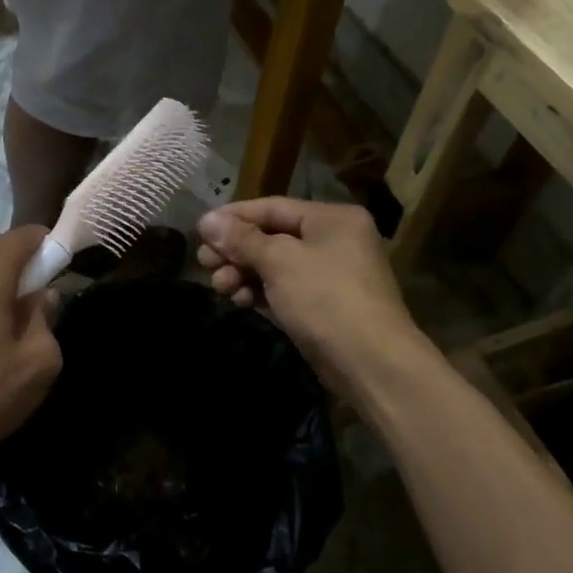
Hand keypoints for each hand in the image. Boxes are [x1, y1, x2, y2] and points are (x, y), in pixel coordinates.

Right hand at [196, 198, 424, 397]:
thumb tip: (206, 220)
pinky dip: (260, 292)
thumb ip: (241, 239)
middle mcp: (334, 240)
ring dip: (243, 273)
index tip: (199, 230)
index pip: (272, 207)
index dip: (233, 217)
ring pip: (275, 265)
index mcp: (332, 218)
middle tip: (204, 264)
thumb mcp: (279, 261)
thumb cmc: (326, 299)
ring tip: (219, 286)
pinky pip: (284, 289)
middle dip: (235, 250)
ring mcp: (331, 275)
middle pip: (272, 237)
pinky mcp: (324, 306)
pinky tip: (238, 300)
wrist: (372, 364)